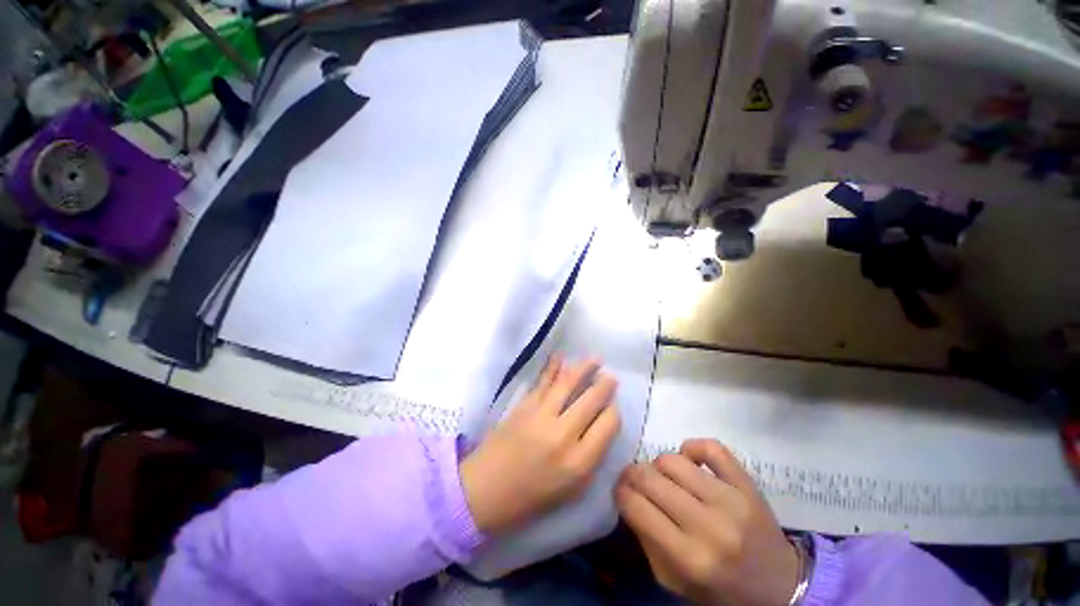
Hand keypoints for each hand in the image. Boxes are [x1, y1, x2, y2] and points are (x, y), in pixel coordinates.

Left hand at [460, 355, 620, 535]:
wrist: (486, 491)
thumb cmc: (531, 497)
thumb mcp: (571, 490)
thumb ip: (591, 458)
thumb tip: (601, 427)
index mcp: (579, 462)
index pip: (607, 425)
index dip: (613, 411)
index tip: (612, 405)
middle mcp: (563, 434)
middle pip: (590, 401)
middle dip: (604, 385)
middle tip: (610, 377)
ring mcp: (541, 416)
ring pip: (567, 384)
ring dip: (583, 368)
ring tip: (596, 359)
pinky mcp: (524, 406)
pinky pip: (543, 381)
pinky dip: (552, 367)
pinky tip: (560, 356)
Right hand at [616, 439, 798, 605]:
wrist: (779, 589)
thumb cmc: (720, 590)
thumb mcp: (673, 581)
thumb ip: (646, 539)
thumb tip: (628, 496)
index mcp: (689, 559)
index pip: (635, 506)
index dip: (620, 492)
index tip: (619, 490)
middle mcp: (709, 526)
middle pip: (650, 478)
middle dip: (633, 475)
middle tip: (634, 479)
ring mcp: (731, 501)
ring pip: (673, 460)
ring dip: (659, 465)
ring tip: (664, 477)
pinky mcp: (748, 485)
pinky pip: (711, 447)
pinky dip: (692, 447)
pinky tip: (689, 460)